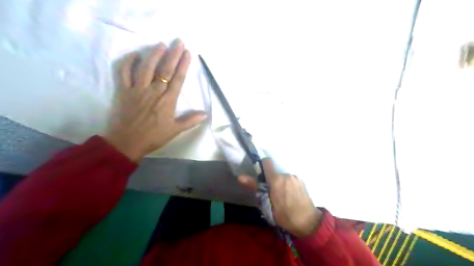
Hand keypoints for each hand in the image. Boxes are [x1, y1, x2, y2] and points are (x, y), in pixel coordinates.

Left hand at [104, 39, 207, 160]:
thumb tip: (205, 114)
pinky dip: (128, 63)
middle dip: (173, 55)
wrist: (127, 143)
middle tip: (178, 42)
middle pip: (165, 70)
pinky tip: (135, 55)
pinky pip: (124, 73)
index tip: (187, 53)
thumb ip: (190, 121)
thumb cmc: (153, 137)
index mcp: (167, 101)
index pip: (177, 79)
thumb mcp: (175, 130)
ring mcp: (137, 90)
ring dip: (154, 55)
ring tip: (161, 44)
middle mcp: (154, 92)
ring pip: (146, 68)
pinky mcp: (124, 91)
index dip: (183, 65)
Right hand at [239, 158, 323, 236]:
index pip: (267, 161)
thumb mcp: (267, 204)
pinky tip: (290, 195)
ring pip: (283, 175)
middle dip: (270, 178)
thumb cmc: (285, 215)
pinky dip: (287, 184)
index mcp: (276, 179)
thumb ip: (255, 187)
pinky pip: (290, 179)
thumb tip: (240, 177)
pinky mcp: (302, 181)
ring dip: (280, 182)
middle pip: (274, 171)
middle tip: (270, 192)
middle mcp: (286, 174)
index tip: (259, 174)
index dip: (261, 165)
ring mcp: (295, 177)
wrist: (308, 222)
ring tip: (281, 196)